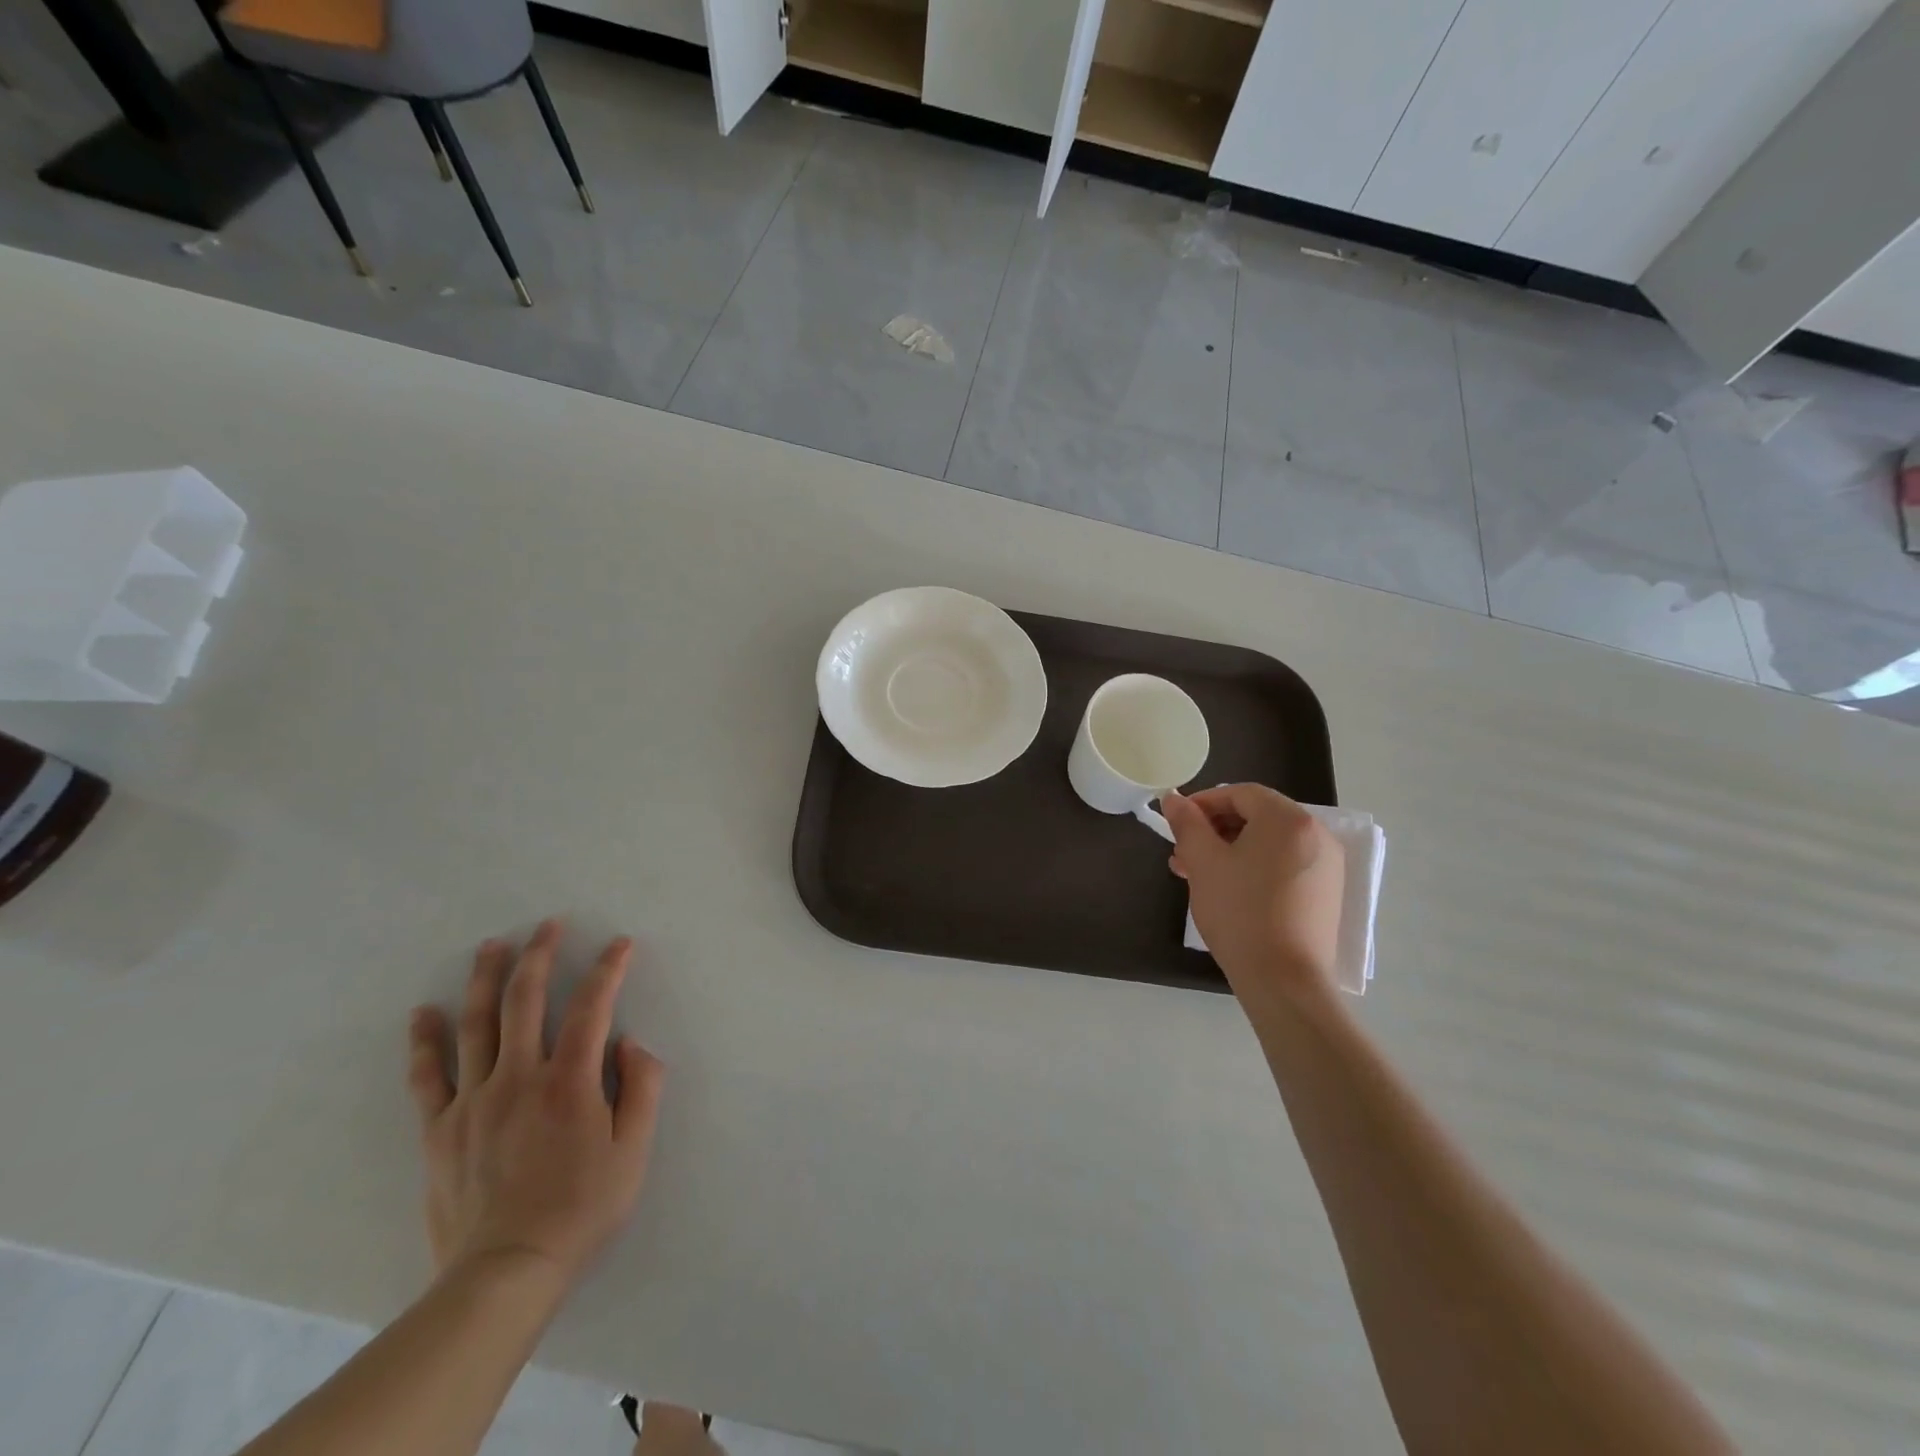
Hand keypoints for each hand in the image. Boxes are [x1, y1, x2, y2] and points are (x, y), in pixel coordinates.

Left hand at [406, 920, 666, 1290]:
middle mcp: (519, 1078)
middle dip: (539, 955)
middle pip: (526, 1001)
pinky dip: (425, 1041)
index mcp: (569, 1082)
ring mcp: (474, 1101)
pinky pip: (428, 1076)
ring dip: (486, 979)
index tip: (620, 944)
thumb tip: (629, 1042)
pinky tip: (424, 1012)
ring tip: (492, 946)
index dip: (608, 969)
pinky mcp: (440, 1129)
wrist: (505, 1273)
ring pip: (477, 1025)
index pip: (592, 1006)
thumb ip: (641, 1087)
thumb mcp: (634, 1151)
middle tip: (547, 925)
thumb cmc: (581, 1208)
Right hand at [1163, 785, 1344, 1009]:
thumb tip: (1174, 800)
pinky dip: (1255, 867)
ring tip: (1198, 874)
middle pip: (1257, 816)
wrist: (1284, 980)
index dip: (1204, 803)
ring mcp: (1326, 865)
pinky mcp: (1326, 893)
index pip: (1240, 794)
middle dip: (1215, 830)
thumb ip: (1187, 824)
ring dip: (1231, 850)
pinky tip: (1229, 889)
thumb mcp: (1203, 862)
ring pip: (1269, 843)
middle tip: (1183, 853)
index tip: (1177, 823)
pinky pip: (1284, 864)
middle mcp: (1316, 834)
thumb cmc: (1240, 911)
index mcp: (1288, 819)